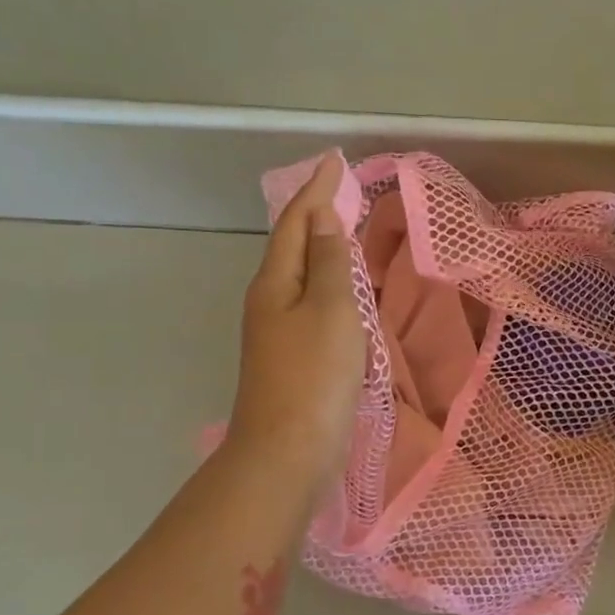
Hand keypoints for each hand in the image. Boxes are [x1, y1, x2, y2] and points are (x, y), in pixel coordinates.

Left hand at [229, 155, 365, 493]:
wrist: (288, 452)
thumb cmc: (314, 376)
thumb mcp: (329, 310)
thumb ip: (328, 263)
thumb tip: (321, 219)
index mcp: (275, 283)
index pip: (296, 223)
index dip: (315, 191)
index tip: (334, 162)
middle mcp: (270, 302)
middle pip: (292, 246)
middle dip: (314, 215)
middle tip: (340, 192)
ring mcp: (278, 333)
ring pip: (301, 276)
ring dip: (321, 249)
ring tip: (345, 232)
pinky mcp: (294, 359)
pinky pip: (312, 305)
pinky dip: (328, 285)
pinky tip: (343, 292)